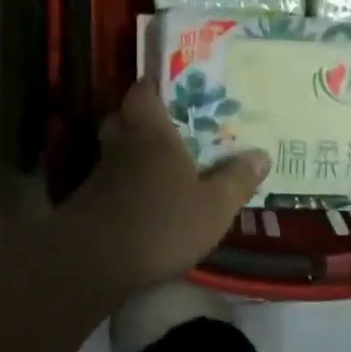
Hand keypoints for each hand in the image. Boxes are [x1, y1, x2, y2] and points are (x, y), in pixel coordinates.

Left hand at [57, 79, 269, 294]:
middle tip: (171, 130)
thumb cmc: (161, 223)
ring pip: (117, 151)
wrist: (94, 264)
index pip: (143, 91)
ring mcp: (100, 174)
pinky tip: (145, 202)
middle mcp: (122, 144)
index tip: (175, 90)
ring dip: (135, 156)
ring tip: (163, 168)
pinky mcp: (88, 203)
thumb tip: (261, 155)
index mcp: (151, 131)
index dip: (156, 86)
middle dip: (144, 121)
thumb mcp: (214, 206)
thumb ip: (237, 179)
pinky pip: (111, 182)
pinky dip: (126, 186)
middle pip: (125, 119)